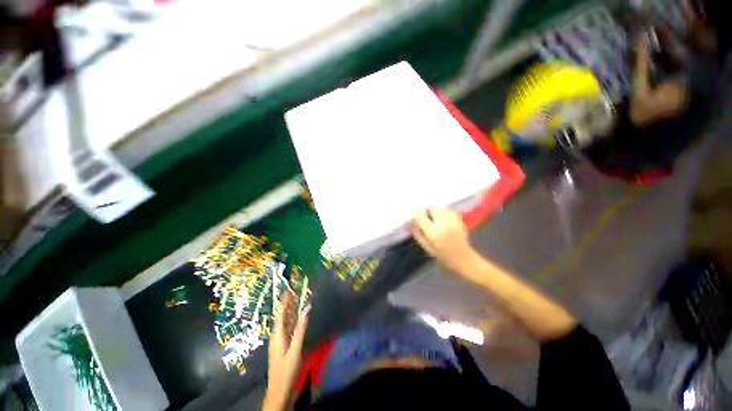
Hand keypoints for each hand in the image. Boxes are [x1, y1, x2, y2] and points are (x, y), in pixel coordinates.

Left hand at [263, 294, 308, 410]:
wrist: (279, 391)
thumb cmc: (286, 370)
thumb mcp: (295, 349)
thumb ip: (301, 329)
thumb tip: (307, 309)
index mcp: (278, 334)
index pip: (280, 313)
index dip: (284, 301)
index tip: (288, 289)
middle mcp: (277, 335)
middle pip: (282, 316)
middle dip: (288, 303)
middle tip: (295, 290)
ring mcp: (279, 340)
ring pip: (285, 321)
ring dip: (291, 310)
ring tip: (297, 299)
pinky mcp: (282, 345)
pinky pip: (287, 328)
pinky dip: (292, 319)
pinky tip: (297, 317)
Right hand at [411, 208, 476, 273]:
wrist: (463, 258)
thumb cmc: (442, 255)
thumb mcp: (427, 247)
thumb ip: (417, 234)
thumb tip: (410, 223)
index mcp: (433, 232)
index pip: (421, 216)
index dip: (415, 212)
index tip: (413, 211)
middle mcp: (443, 223)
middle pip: (431, 207)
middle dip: (426, 210)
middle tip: (425, 216)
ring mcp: (452, 220)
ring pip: (440, 207)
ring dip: (435, 210)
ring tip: (434, 217)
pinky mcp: (459, 219)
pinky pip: (448, 210)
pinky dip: (443, 212)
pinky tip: (443, 219)